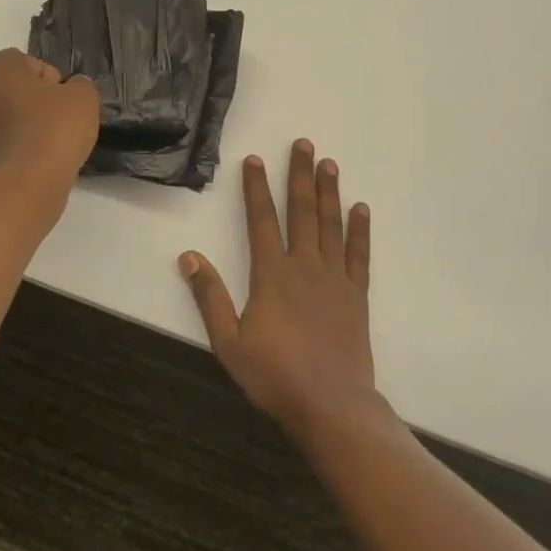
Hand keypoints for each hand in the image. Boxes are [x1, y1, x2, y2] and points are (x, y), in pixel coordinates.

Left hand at [0, 49, 98, 194]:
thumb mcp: (84, 99)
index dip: (44, 75)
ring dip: (3, 122)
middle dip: (6, 92)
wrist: (26, 185)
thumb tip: (72, 88)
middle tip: (35, 109)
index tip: (61, 96)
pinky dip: (3, 149)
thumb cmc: (54, 130)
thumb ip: (79, 86)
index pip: (18, 59)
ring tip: (36, 140)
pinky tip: (29, 161)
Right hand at [180, 139, 376, 439]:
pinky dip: (360, 231)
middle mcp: (304, 266)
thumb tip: (189, 257)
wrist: (330, 405)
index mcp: (271, 274)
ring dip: (329, 192)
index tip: (254, 159)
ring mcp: (334, 278)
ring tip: (329, 163)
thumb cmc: (274, 375)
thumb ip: (209, 297)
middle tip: (304, 144)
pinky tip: (361, 209)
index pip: (261, 219)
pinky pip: (359, 255)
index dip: (256, 188)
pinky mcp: (356, 295)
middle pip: (302, 210)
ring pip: (331, 225)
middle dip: (300, 175)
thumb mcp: (229, 342)